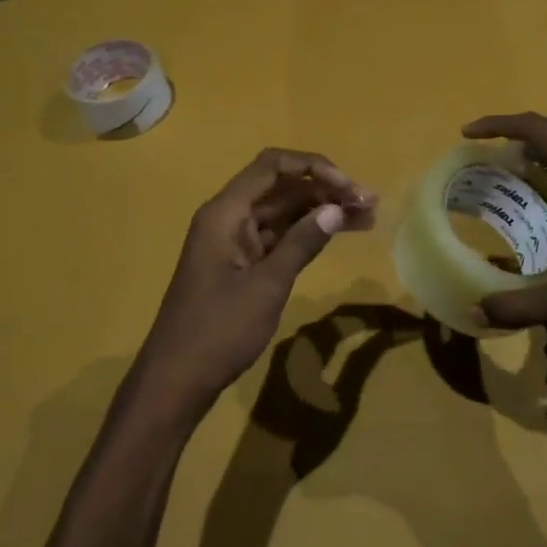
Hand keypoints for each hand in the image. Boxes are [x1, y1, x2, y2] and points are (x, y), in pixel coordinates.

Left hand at [127, 149, 376, 424]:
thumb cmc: (218, 330)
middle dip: (325, 190)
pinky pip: (278, 237)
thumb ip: (302, 243)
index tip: (348, 187)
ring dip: (321, 211)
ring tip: (365, 218)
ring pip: (283, 213)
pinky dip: (306, 234)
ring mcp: (234, 242)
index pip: (272, 167)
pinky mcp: (241, 265)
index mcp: (225, 213)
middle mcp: (229, 218)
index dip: (314, 167)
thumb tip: (336, 209)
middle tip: (369, 204)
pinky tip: (336, 235)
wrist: (177, 379)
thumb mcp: (266, 285)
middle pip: (281, 188)